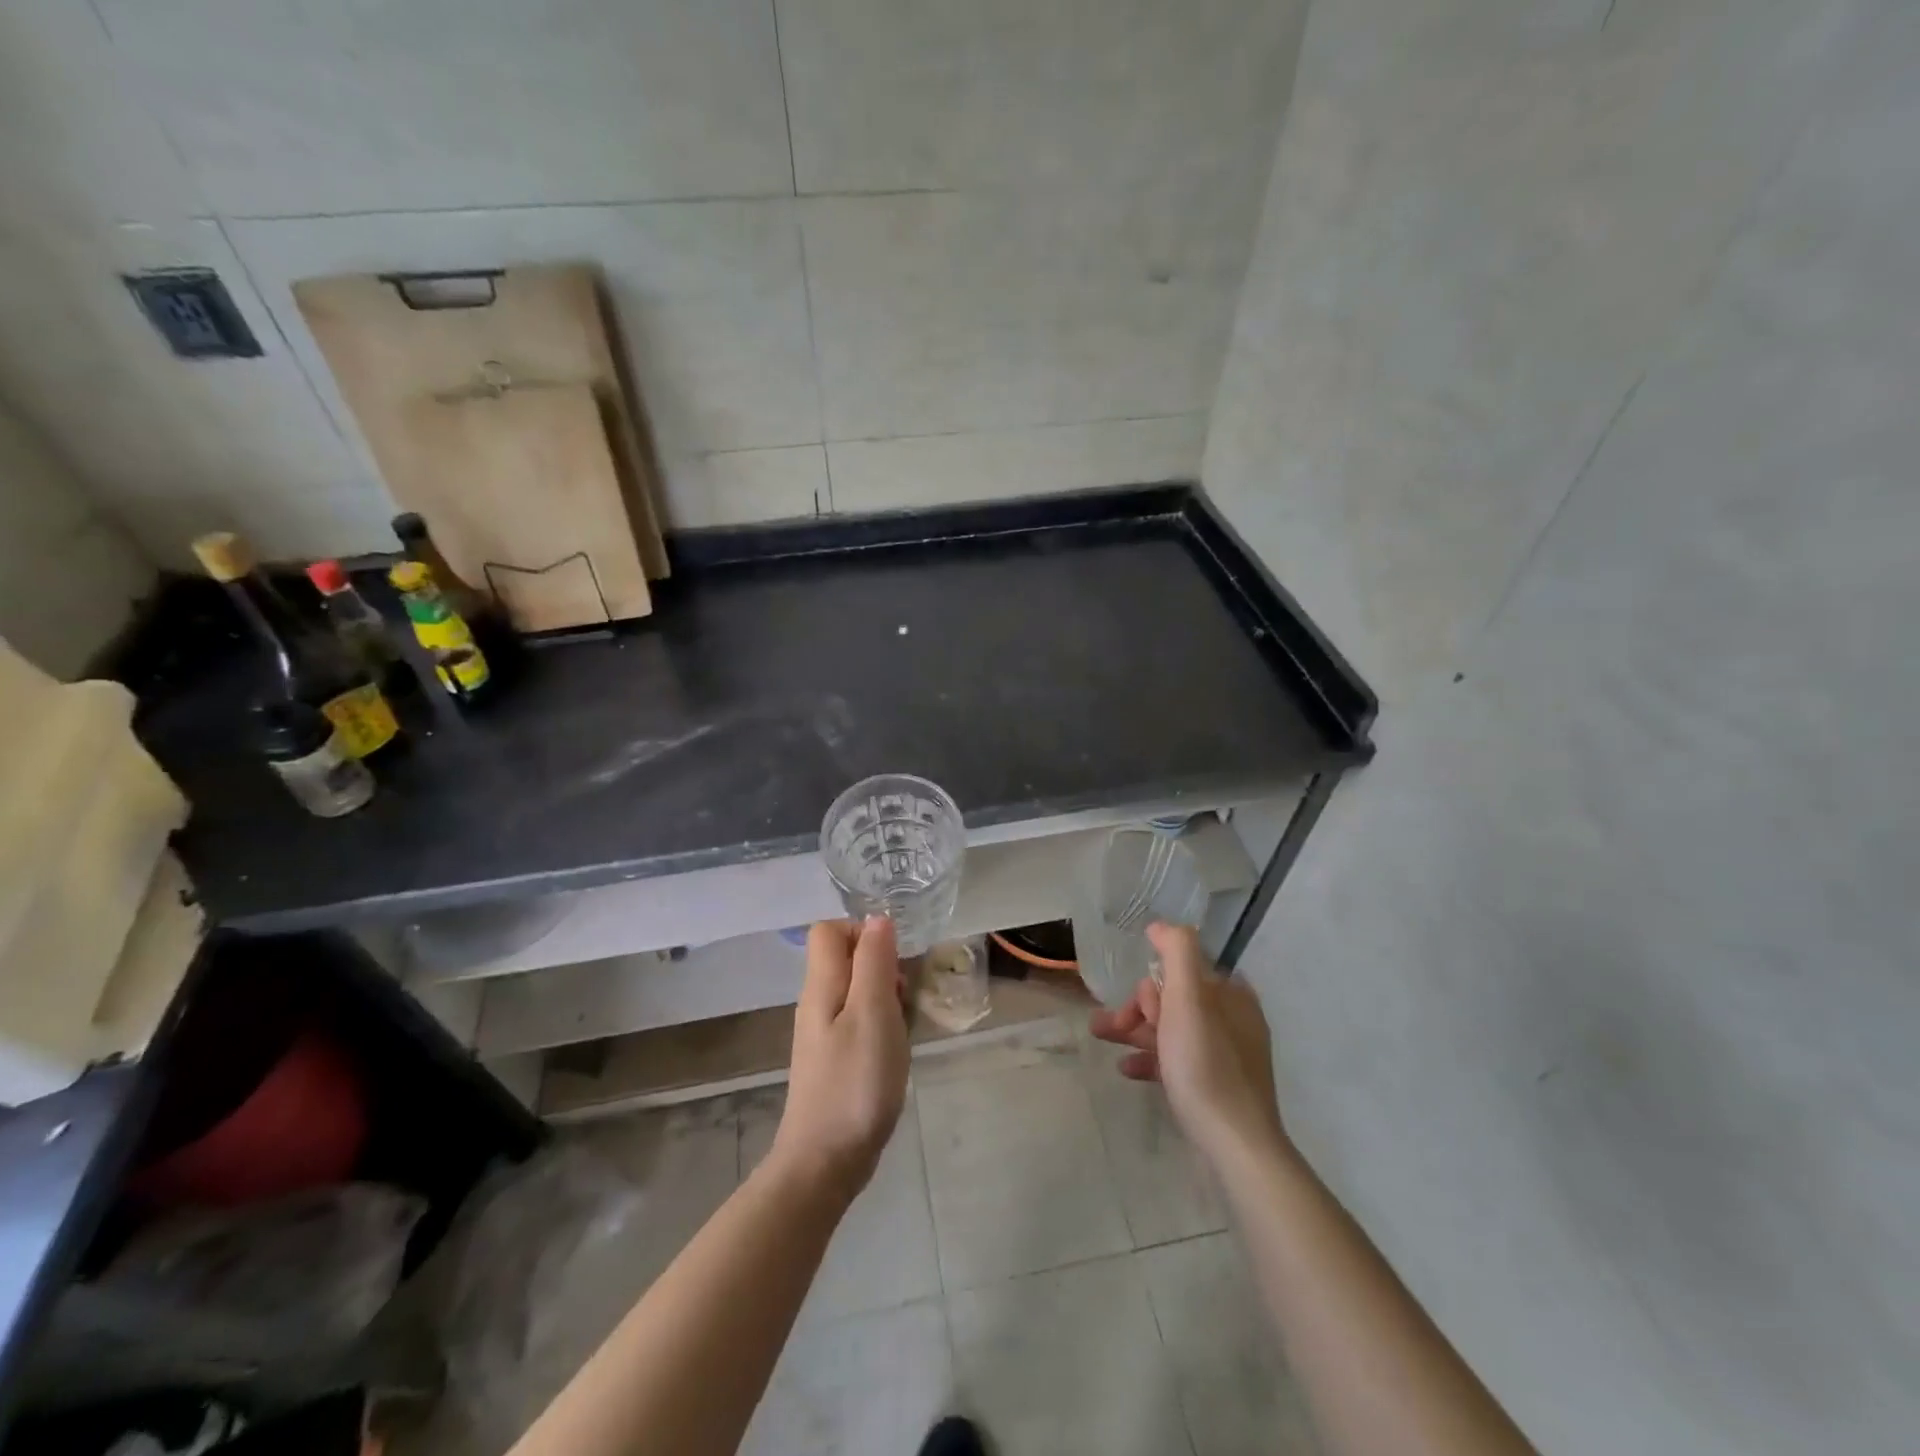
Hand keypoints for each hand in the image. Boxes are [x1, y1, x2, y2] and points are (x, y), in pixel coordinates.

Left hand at [770, 917, 909, 1201]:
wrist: (824, 1162)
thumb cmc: (854, 1083)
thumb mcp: (872, 1014)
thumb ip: (874, 962)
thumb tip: (877, 918)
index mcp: (822, 985)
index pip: (829, 930)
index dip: (863, 932)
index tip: (892, 960)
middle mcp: (817, 1002)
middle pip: (845, 959)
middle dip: (881, 966)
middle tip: (902, 997)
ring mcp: (823, 1033)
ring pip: (855, 991)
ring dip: (884, 997)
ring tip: (902, 1026)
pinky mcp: (834, 1059)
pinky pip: (858, 1021)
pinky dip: (880, 1024)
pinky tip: (894, 1051)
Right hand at [1089, 923, 1289, 1169]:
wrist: (1235, 1145)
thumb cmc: (1206, 1065)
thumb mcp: (1188, 998)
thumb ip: (1177, 952)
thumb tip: (1161, 925)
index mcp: (1232, 995)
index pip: (1182, 972)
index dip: (1152, 986)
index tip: (1136, 1009)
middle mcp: (1234, 1019)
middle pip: (1174, 1000)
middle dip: (1138, 1010)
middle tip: (1109, 1027)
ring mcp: (1228, 1055)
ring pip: (1172, 1030)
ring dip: (1136, 1032)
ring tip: (1101, 1038)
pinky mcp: (1219, 1086)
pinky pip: (1179, 1061)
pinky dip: (1152, 1059)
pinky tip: (1127, 1070)